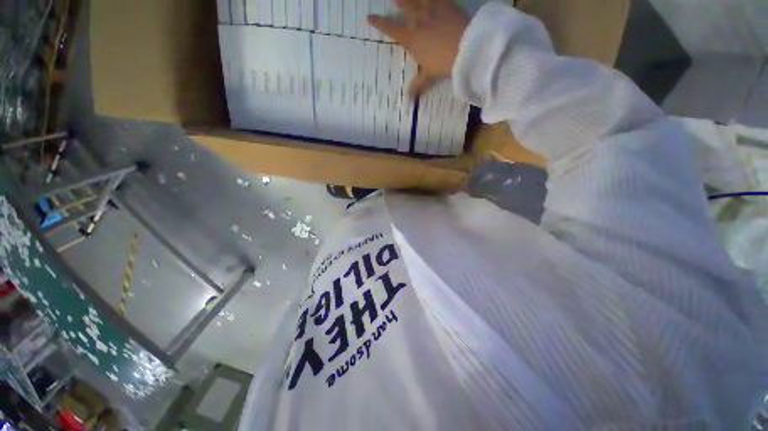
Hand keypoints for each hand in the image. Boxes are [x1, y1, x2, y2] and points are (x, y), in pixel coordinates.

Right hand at [368, 0, 468, 95]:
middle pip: (404, 6)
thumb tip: (409, 102)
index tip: (369, 17)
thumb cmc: (443, 63)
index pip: (390, 28)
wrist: (466, 47)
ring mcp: (433, 9)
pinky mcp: (447, 4)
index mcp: (410, 37)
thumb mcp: (429, 76)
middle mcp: (418, 20)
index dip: (379, 23)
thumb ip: (418, 86)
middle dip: (397, 2)